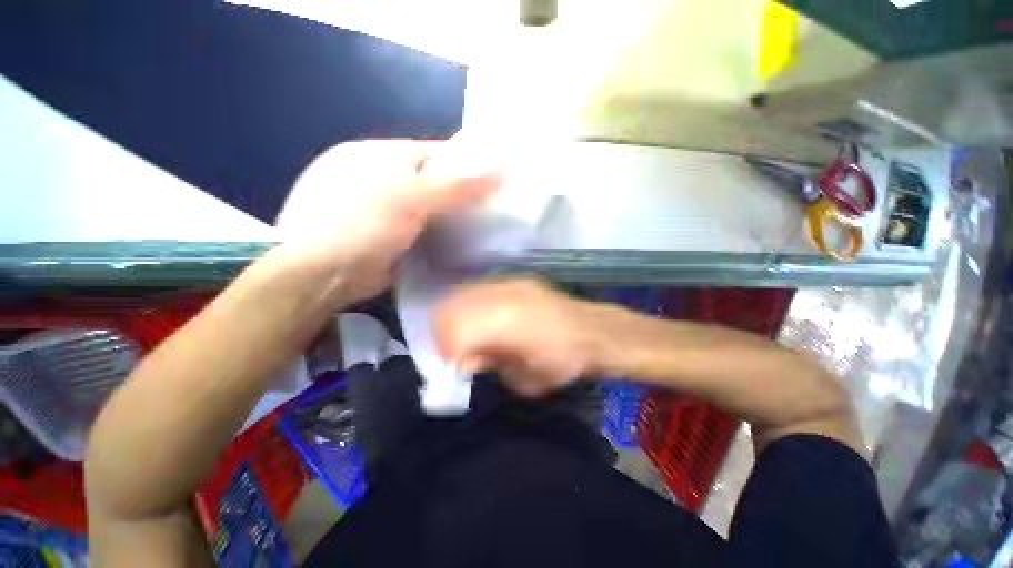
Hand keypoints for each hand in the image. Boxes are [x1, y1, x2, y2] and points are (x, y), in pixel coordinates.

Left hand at [274, 140, 501, 303]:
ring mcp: (382, 210)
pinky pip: (423, 230)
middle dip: (463, 193)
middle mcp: (379, 179)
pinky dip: (441, 235)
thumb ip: (456, 185)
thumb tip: (502, 169)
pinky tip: (463, 243)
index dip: (467, 163)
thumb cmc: (361, 225)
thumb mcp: (410, 198)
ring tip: (489, 226)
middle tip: (497, 207)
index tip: (498, 177)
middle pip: (434, 181)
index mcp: (378, 155)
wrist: (321, 277)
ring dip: (454, 217)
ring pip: (430, 208)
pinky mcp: (388, 237)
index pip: (434, 152)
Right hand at [433, 279, 603, 397]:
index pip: (454, 330)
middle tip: (456, 350)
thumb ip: (488, 365)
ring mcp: (508, 282)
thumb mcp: (523, 379)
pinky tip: (482, 318)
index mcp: (504, 323)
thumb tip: (463, 360)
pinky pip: (479, 288)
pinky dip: (470, 304)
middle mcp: (501, 295)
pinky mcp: (514, 280)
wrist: (593, 332)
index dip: (446, 351)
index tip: (455, 366)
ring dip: (455, 315)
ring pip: (462, 293)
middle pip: (451, 306)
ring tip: (467, 334)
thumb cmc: (562, 362)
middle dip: (444, 331)